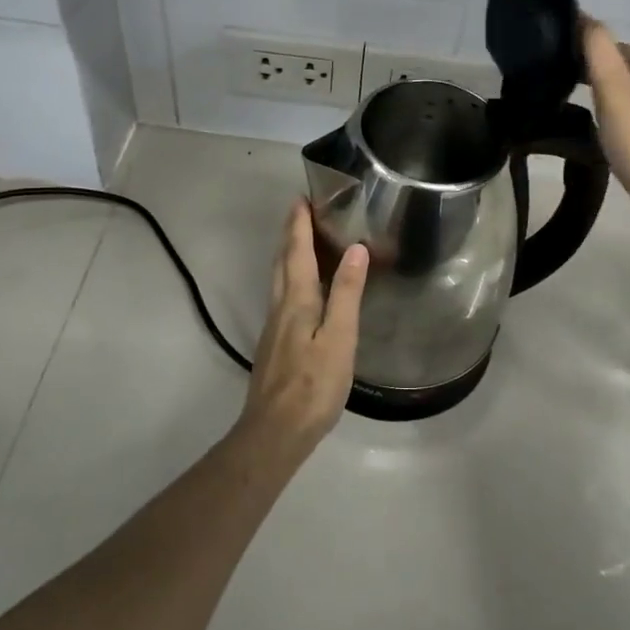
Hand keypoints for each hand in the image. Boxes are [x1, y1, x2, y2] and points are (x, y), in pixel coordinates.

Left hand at [237, 199, 368, 452]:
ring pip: (279, 280)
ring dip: (288, 255)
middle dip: (290, 234)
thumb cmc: (313, 384)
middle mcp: (280, 307)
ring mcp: (274, 327)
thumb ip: (346, 293)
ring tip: (301, 241)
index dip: (299, 225)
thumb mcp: (339, 338)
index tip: (301, 198)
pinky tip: (302, 290)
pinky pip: (282, 297)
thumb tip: (355, 249)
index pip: (297, 252)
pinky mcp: (275, 345)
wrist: (275, 431)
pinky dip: (291, 278)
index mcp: (297, 301)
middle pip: (282, 262)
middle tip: (300, 211)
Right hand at [582, 18, 629, 244]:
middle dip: (594, 79)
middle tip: (561, 94)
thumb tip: (584, 17)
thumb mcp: (614, 90)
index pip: (613, 46)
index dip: (584, 56)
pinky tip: (603, 137)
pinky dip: (616, 122)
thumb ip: (598, 50)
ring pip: (627, 95)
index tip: (556, 72)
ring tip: (580, 116)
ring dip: (604, 102)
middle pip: (621, 70)